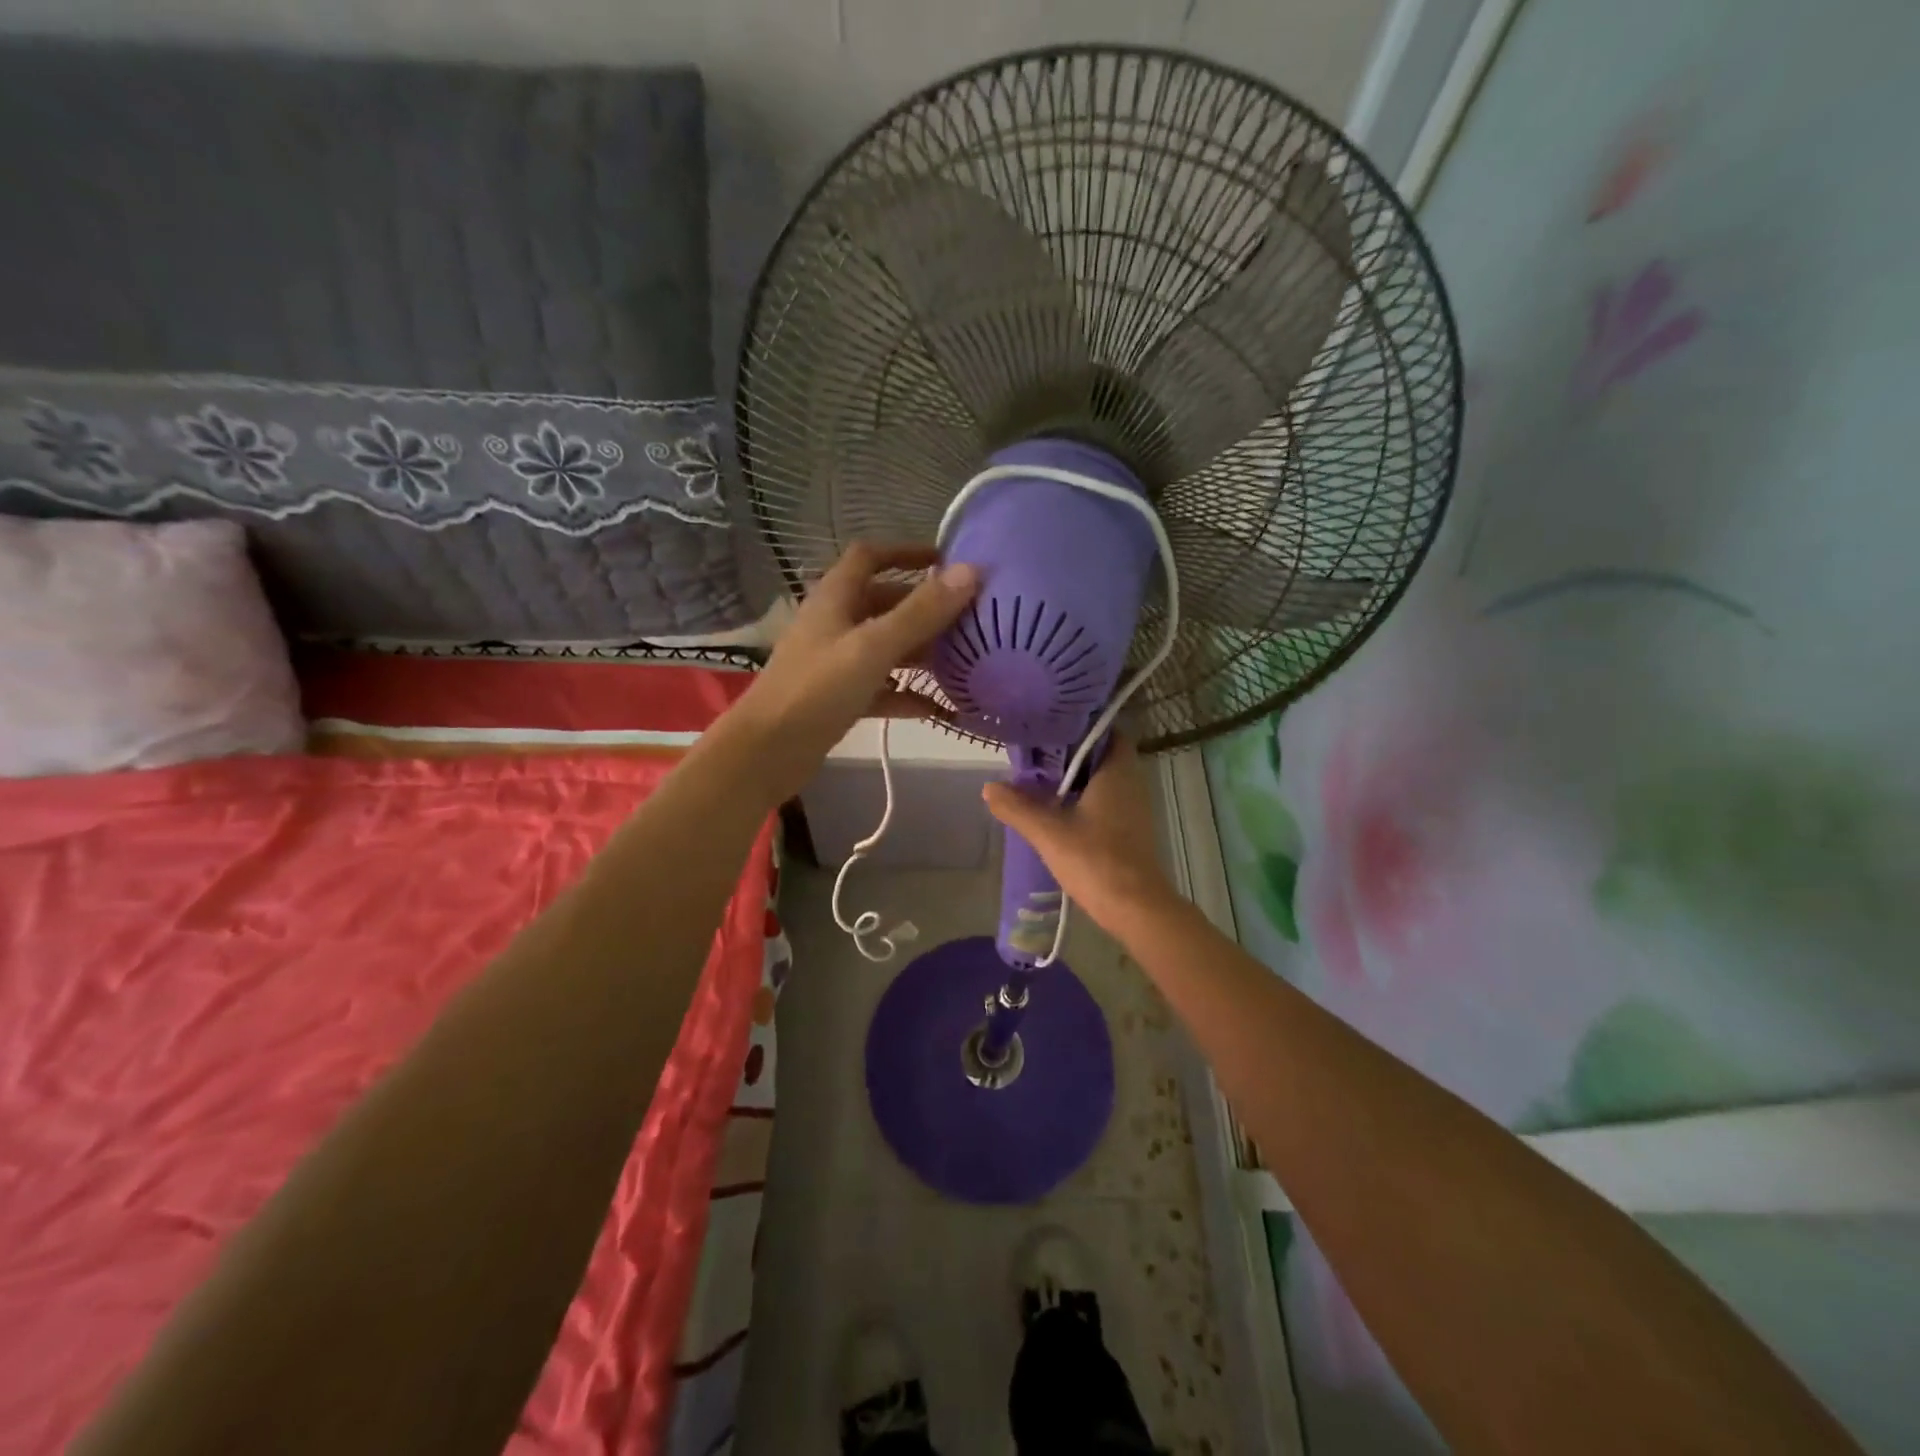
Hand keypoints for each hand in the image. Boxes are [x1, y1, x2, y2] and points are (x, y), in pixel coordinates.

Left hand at [726, 543, 978, 800]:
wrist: (767, 752)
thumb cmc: (817, 689)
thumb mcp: (873, 646)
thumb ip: (921, 612)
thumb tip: (972, 571)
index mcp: (835, 598)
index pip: (870, 556)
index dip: (906, 552)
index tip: (946, 561)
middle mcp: (835, 624)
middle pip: (884, 603)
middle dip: (924, 607)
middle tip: (969, 617)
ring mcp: (836, 662)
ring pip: (885, 646)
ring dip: (921, 650)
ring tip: (965, 659)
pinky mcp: (839, 698)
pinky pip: (881, 687)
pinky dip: (908, 693)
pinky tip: (942, 708)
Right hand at [981, 738, 1175, 931]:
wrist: (1135, 908)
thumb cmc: (1096, 859)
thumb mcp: (1048, 832)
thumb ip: (1017, 807)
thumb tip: (989, 787)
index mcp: (1117, 772)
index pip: (1108, 732)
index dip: (1082, 725)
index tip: (1053, 726)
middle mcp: (1131, 783)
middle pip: (1102, 756)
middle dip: (1072, 753)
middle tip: (1037, 753)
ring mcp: (1134, 809)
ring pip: (1103, 781)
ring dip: (1076, 779)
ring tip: (1040, 779)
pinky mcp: (1130, 831)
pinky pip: (1106, 802)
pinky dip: (1084, 800)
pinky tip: (1058, 811)